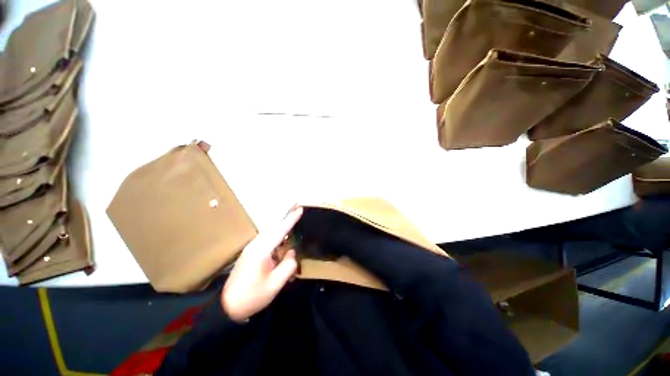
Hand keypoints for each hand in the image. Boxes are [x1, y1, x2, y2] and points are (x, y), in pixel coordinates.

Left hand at [221, 207, 302, 321]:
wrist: (227, 306)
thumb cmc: (252, 296)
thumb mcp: (275, 284)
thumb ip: (288, 265)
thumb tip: (291, 252)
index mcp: (261, 250)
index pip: (280, 230)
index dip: (291, 219)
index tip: (300, 209)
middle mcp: (256, 244)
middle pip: (274, 225)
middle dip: (285, 213)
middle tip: (296, 203)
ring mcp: (252, 248)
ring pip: (271, 231)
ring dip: (282, 223)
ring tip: (292, 215)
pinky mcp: (251, 252)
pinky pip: (268, 239)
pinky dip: (277, 234)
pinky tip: (284, 236)